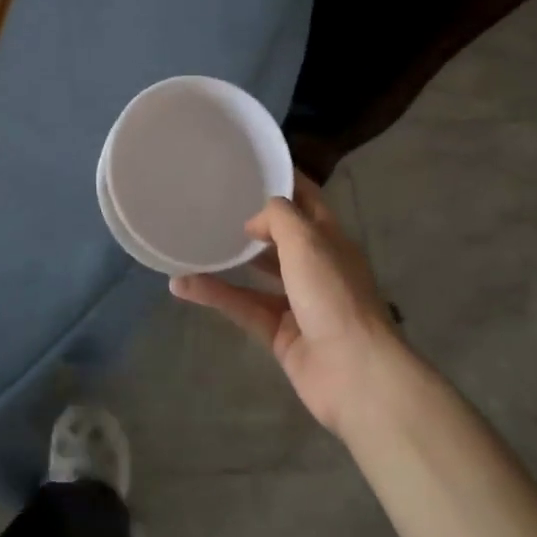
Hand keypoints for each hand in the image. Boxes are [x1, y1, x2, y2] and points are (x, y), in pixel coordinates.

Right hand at [170, 171, 405, 433]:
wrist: (354, 372)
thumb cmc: (334, 295)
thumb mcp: (307, 241)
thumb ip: (278, 218)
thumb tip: (252, 223)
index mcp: (330, 239)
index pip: (307, 199)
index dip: (284, 180)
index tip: (251, 164)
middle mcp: (316, 267)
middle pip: (282, 236)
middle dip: (253, 221)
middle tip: (213, 203)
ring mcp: (298, 302)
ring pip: (256, 274)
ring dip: (227, 260)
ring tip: (193, 241)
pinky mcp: (279, 333)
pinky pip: (242, 306)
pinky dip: (215, 296)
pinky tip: (182, 285)